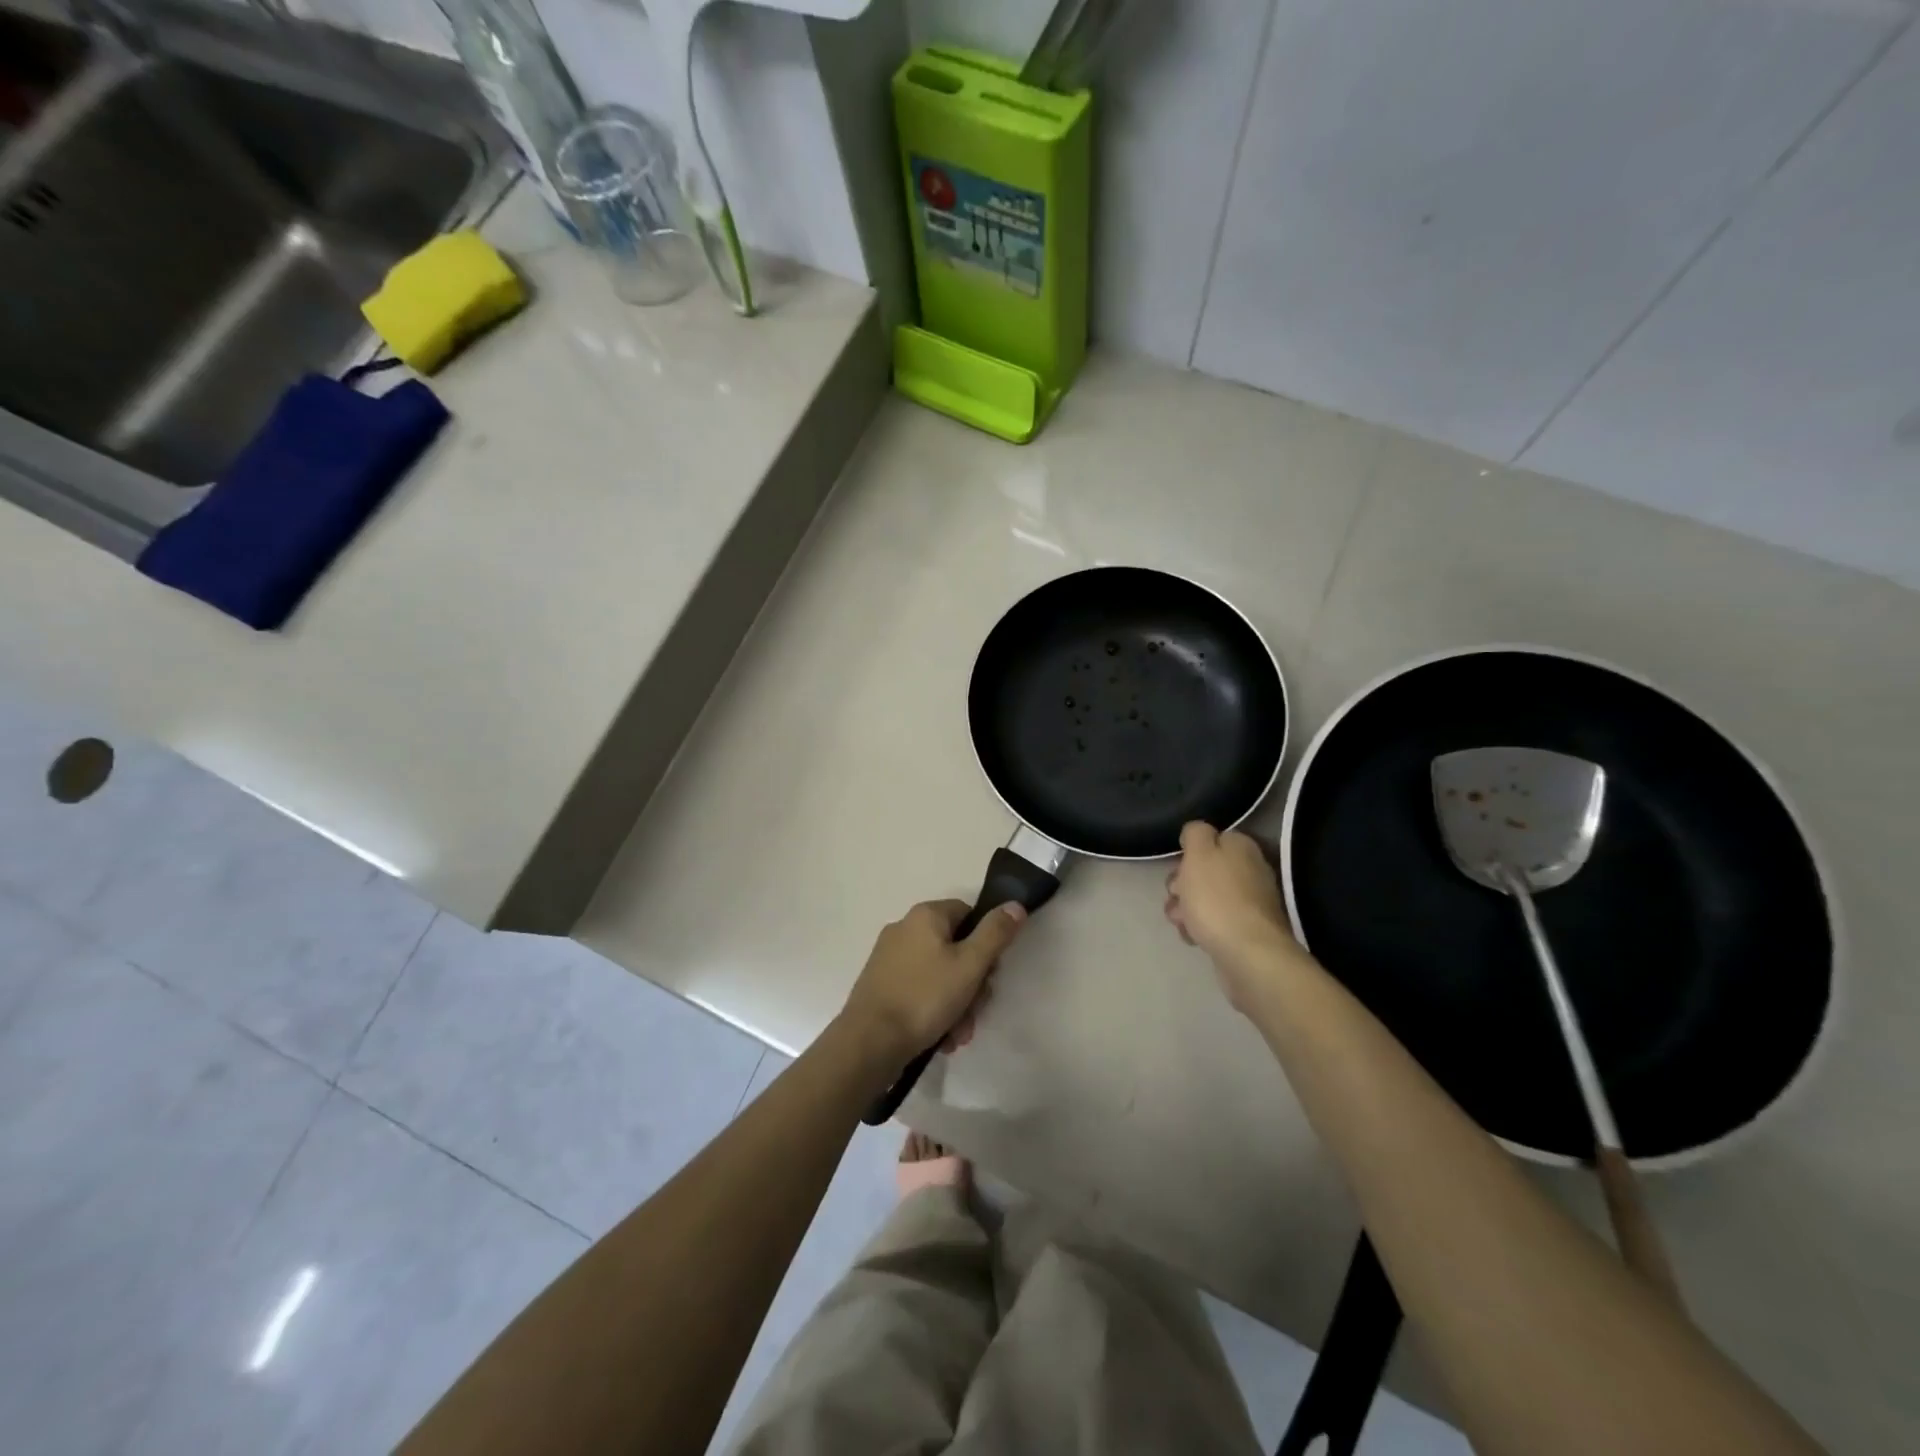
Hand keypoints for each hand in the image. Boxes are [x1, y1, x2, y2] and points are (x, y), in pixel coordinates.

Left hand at [840, 899, 1025, 1066]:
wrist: (870, 1042)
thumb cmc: (925, 997)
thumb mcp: (970, 965)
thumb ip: (995, 933)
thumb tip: (1015, 905)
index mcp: (925, 915)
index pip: (969, 914)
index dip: (987, 943)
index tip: (991, 974)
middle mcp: (904, 929)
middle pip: (956, 949)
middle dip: (972, 985)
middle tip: (976, 1011)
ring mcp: (889, 958)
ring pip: (939, 975)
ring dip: (956, 1005)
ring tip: (958, 1034)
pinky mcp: (881, 985)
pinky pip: (919, 991)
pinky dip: (934, 1012)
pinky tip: (940, 1038)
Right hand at [1165, 822, 1302, 1009]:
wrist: (1247, 955)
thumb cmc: (1217, 898)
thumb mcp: (1199, 854)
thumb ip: (1195, 833)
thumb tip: (1196, 832)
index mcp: (1242, 847)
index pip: (1210, 839)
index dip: (1188, 853)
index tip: (1178, 868)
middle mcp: (1250, 870)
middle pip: (1205, 870)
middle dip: (1182, 884)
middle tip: (1176, 896)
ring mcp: (1250, 903)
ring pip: (1205, 898)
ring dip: (1186, 908)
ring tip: (1181, 922)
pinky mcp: (1245, 931)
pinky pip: (1214, 922)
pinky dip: (1200, 928)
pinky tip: (1193, 937)